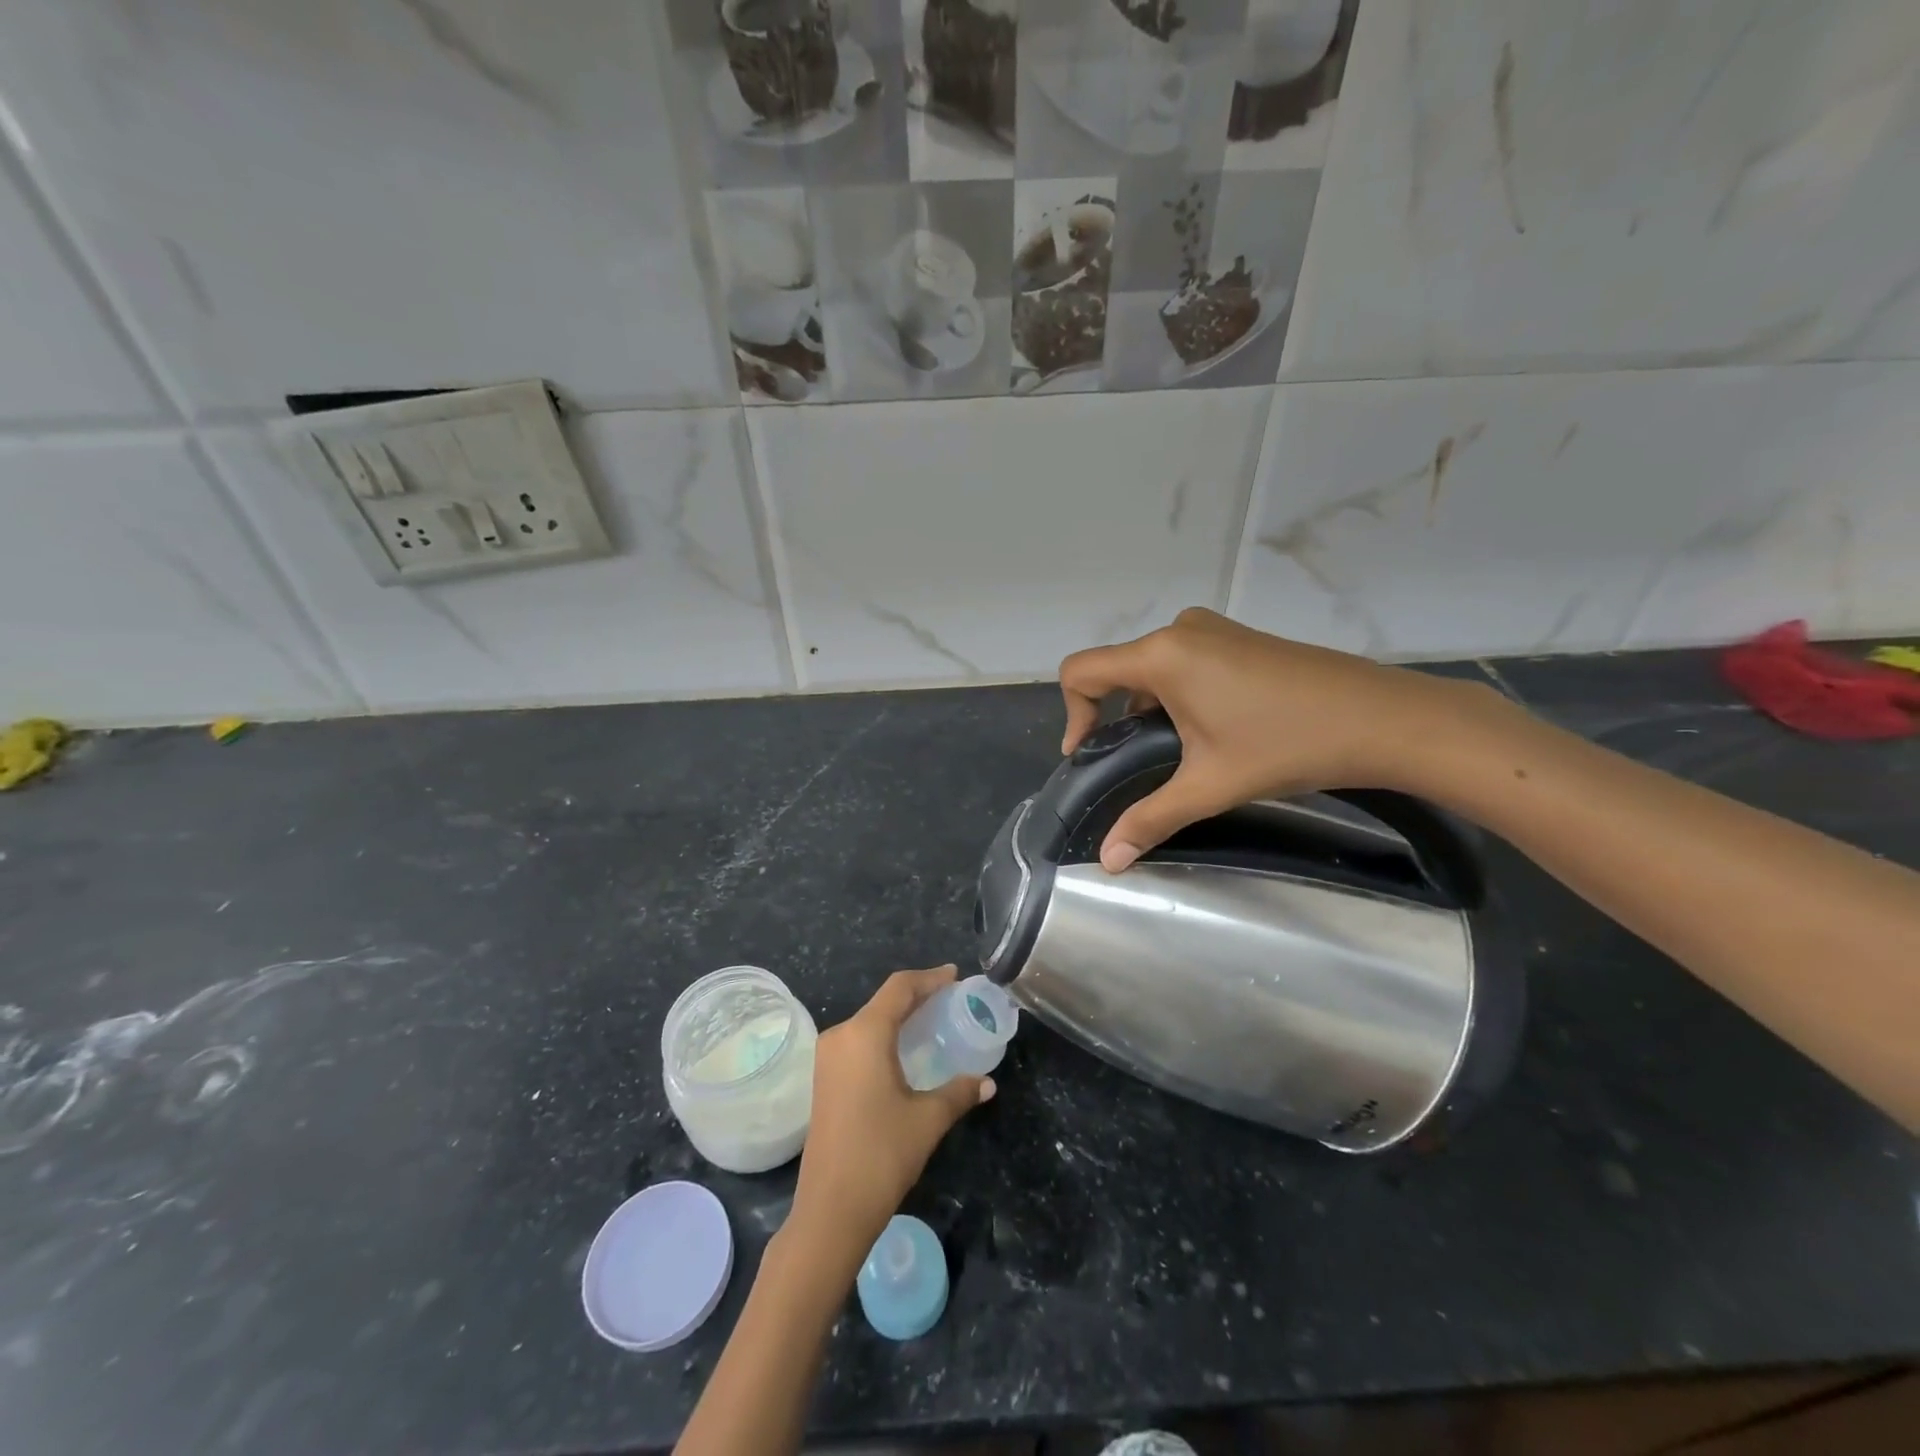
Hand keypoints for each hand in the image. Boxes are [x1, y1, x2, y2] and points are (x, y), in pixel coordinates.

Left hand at [789, 967, 994, 1260]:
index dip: (930, 978)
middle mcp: (842, 1035)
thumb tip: (988, 1083)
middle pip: (884, 1001)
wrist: (830, 1210)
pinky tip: (906, 1051)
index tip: (955, 976)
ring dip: (900, 1017)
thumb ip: (959, 1092)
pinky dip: (885, 1036)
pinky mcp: (824, 1078)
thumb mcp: (928, 1119)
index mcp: (865, 1033)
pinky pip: (859, 1041)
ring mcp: (828, 1058)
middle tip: (951, 999)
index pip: (900, 988)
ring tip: (933, 1021)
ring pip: (870, 1021)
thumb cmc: (881, 1154)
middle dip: (918, 996)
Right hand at [1059, 608, 1504, 871]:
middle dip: (1113, 716)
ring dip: (1148, 708)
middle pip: (1116, 669)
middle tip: (1134, 764)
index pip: (1081, 670)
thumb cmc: (1286, 745)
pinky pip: (1184, 662)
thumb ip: (1149, 818)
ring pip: (1152, 667)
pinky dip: (1176, 694)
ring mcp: (1213, 629)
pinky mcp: (1238, 638)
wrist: (1382, 718)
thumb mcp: (1209, 786)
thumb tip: (1108, 861)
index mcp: (1162, 655)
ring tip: (1176, 754)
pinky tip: (1209, 731)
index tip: (1090, 755)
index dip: (1072, 714)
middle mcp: (1179, 631)